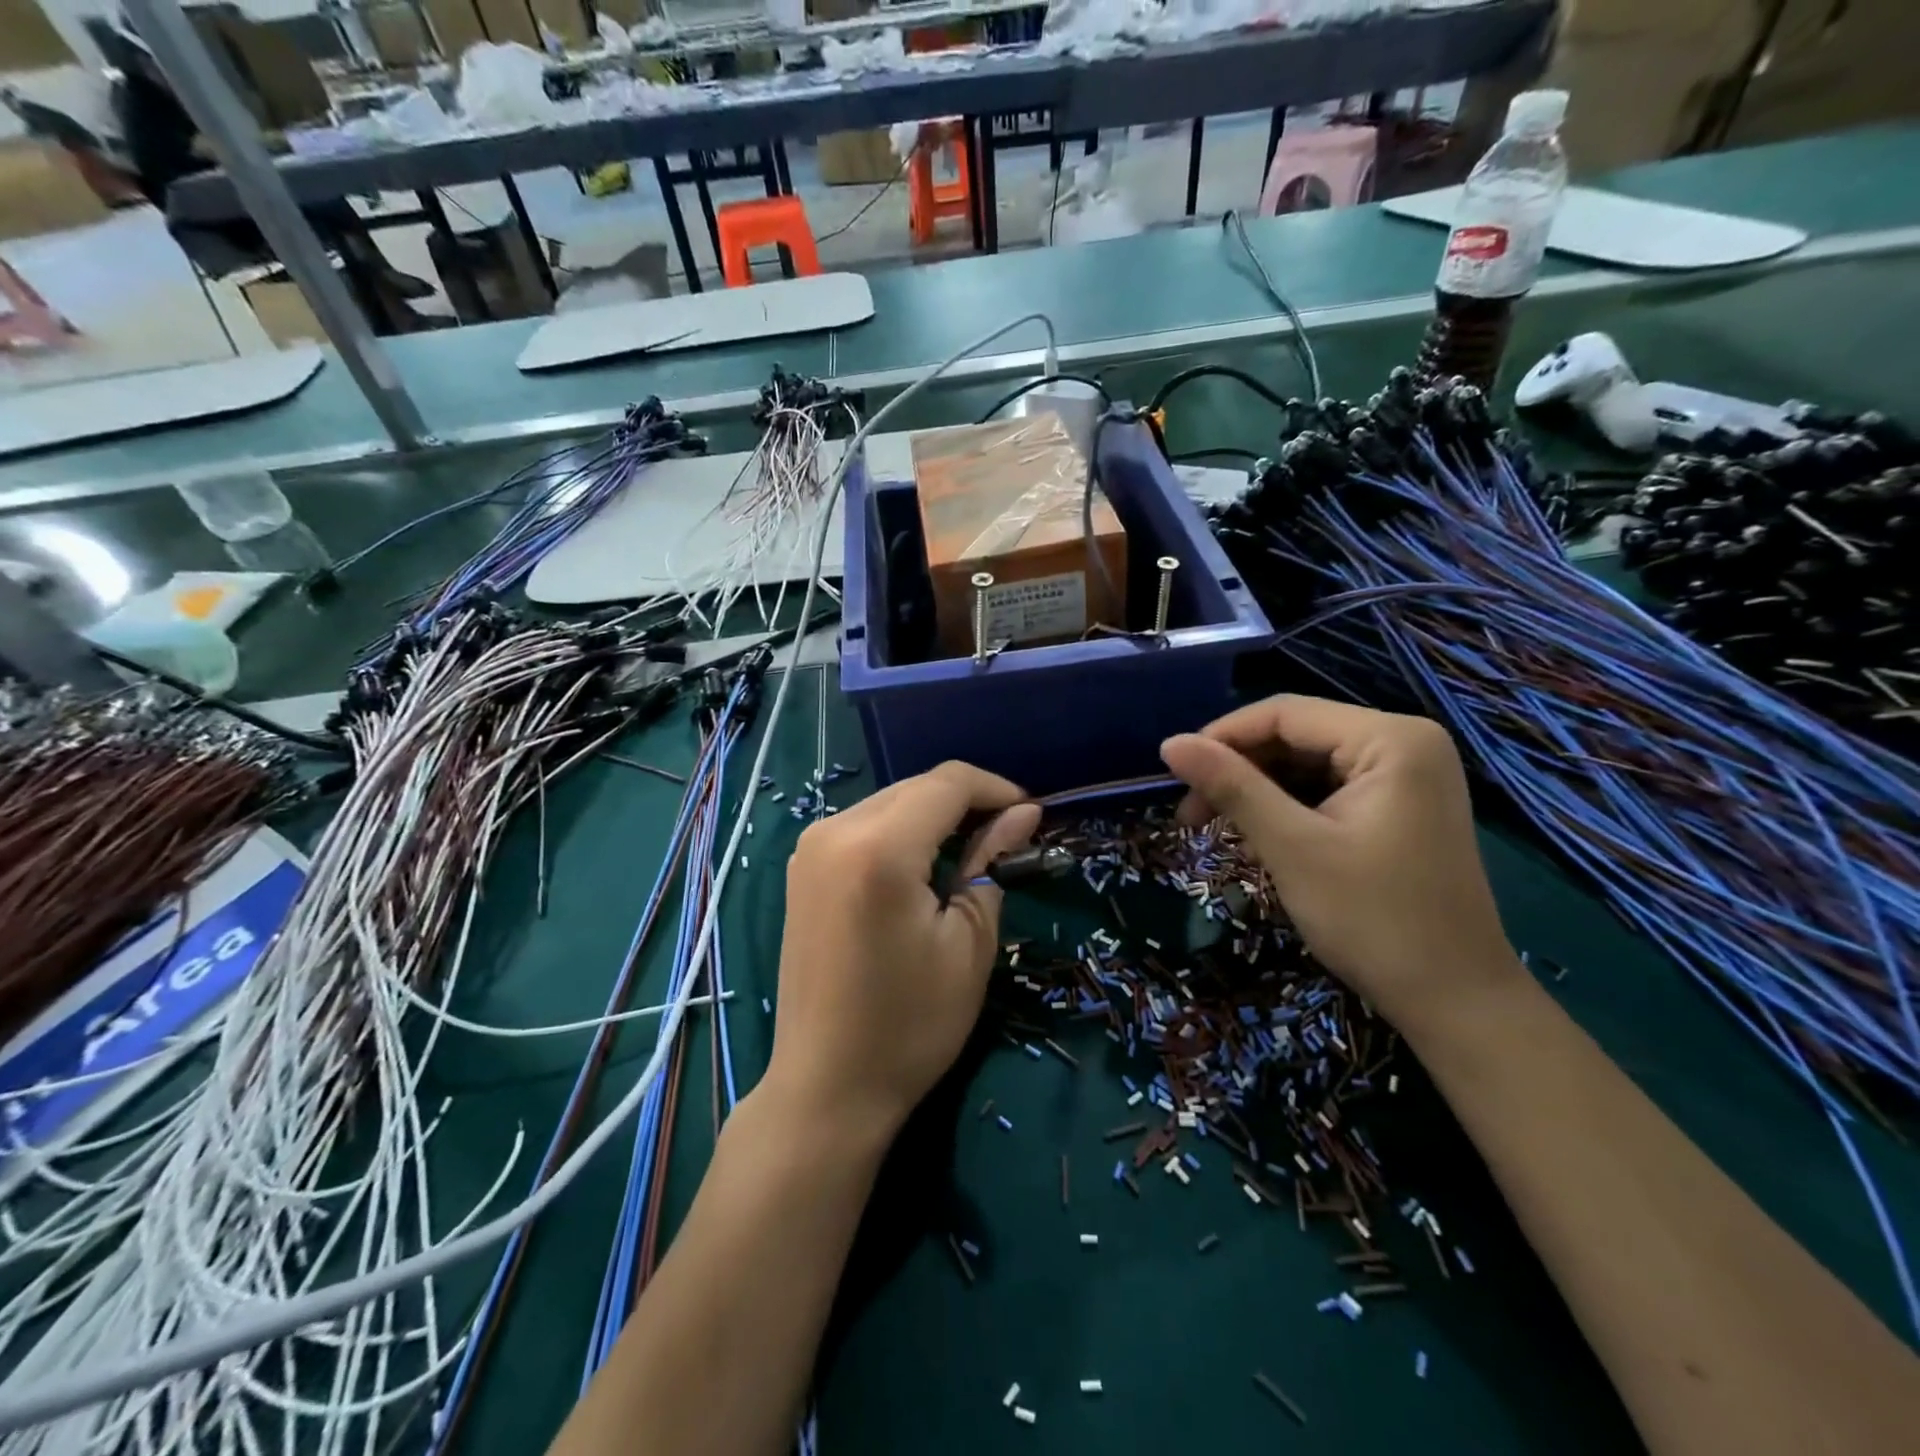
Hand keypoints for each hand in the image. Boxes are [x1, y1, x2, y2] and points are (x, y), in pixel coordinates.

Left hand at [766, 762, 1040, 1141]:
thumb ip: (991, 862)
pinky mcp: (803, 867)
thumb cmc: (910, 1023)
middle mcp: (834, 831)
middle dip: (967, 801)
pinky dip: (903, 832)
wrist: (826, 1085)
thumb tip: (1022, 814)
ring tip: (973, 852)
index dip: (996, 789)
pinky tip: (925, 865)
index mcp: (878, 848)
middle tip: (1009, 836)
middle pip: (916, 787)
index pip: (947, 783)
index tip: (1032, 814)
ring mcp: (810, 848)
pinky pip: (864, 825)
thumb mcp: (969, 942)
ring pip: (890, 802)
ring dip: (935, 815)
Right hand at [1159, 696, 1518, 1029]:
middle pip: (1295, 736)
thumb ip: (1232, 787)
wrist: (1456, 1003)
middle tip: (1190, 816)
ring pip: (1305, 764)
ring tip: (1218, 832)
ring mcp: (1405, 776)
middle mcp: (1404, 743)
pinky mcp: (1399, 807)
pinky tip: (1260, 841)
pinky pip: (1326, 789)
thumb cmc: (1374, 920)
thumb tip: (1169, 743)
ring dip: (1256, 792)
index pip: (1284, 713)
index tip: (1173, 776)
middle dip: (1238, 770)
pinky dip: (1286, 809)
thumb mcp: (1292, 848)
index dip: (1221, 737)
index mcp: (1391, 739)